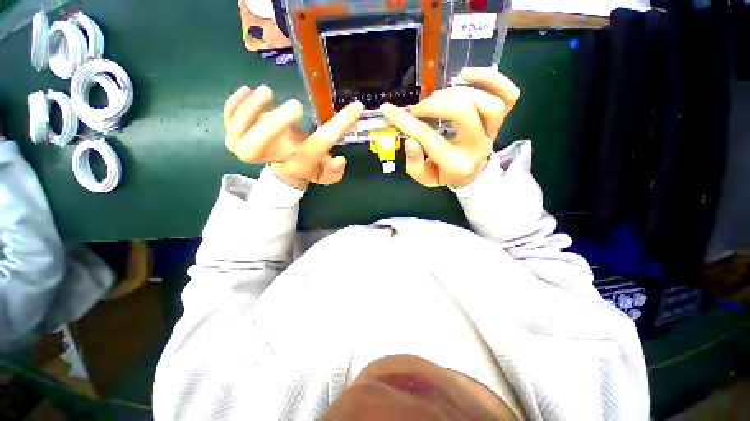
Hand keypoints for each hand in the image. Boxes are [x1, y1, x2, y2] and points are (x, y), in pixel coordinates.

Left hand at [223, 85, 363, 188]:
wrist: (286, 170)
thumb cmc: (307, 167)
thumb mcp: (325, 173)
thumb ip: (334, 171)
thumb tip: (340, 160)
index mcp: (298, 163)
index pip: (318, 146)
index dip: (338, 127)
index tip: (355, 108)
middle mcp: (271, 158)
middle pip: (257, 147)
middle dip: (272, 126)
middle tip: (297, 106)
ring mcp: (248, 148)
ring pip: (238, 132)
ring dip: (251, 110)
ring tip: (267, 91)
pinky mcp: (236, 135)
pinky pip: (229, 119)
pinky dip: (234, 104)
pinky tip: (247, 90)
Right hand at [379, 67, 519, 188]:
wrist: (471, 174)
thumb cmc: (444, 174)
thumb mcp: (425, 178)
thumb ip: (414, 163)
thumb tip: (411, 140)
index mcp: (455, 164)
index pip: (428, 138)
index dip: (406, 121)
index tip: (389, 110)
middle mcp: (477, 146)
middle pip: (462, 113)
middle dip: (434, 105)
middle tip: (419, 108)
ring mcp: (493, 131)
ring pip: (487, 102)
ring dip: (458, 92)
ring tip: (439, 94)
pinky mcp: (501, 119)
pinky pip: (509, 94)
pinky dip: (491, 78)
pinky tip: (466, 75)